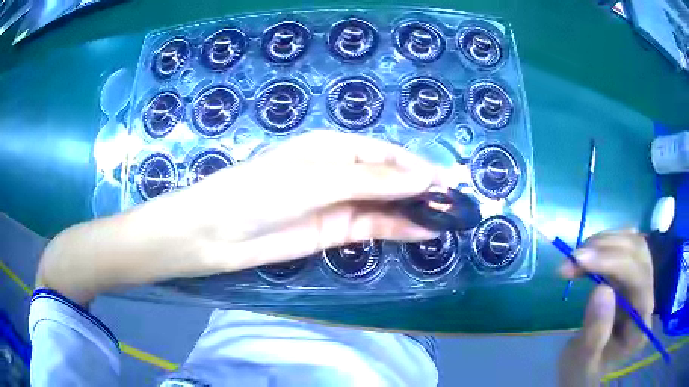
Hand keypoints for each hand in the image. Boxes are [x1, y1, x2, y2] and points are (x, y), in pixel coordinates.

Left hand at [185, 130, 443, 270]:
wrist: (221, 233)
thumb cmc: (263, 192)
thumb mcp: (319, 179)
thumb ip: (373, 180)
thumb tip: (425, 177)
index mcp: (335, 147)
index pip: (387, 154)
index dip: (419, 166)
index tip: (448, 181)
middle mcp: (341, 172)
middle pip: (391, 179)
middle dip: (422, 189)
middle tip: (456, 204)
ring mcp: (340, 203)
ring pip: (387, 205)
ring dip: (415, 211)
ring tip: (448, 220)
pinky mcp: (337, 231)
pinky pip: (374, 227)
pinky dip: (399, 229)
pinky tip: (423, 232)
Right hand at [557, 230, 653, 386]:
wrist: (586, 368)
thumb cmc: (584, 370)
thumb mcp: (584, 361)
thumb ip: (596, 332)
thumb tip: (602, 288)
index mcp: (641, 323)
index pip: (640, 279)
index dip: (614, 263)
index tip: (580, 261)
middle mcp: (647, 296)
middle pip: (639, 254)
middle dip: (606, 249)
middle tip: (573, 259)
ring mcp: (641, 282)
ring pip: (632, 243)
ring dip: (603, 243)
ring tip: (575, 258)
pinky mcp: (631, 275)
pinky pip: (624, 245)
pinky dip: (604, 243)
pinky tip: (588, 254)